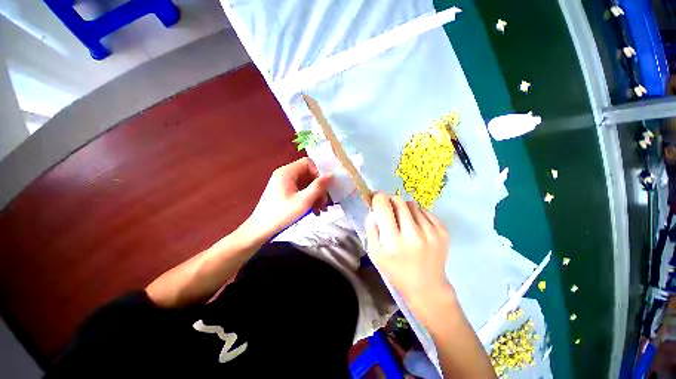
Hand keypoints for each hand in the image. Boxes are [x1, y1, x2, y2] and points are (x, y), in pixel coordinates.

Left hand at [242, 157, 332, 241]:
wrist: (261, 229)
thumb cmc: (282, 214)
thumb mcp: (303, 201)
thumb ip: (318, 187)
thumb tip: (331, 175)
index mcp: (287, 172)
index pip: (308, 163)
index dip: (319, 173)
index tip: (325, 187)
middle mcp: (285, 174)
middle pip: (308, 174)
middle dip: (318, 188)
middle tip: (325, 203)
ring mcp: (284, 183)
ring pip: (306, 184)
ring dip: (315, 195)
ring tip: (321, 210)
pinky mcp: (285, 191)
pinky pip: (301, 190)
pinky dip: (309, 199)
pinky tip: (314, 211)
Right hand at [366, 192, 452, 309]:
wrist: (427, 286)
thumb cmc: (395, 270)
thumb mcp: (375, 253)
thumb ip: (371, 229)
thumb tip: (375, 209)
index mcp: (392, 241)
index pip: (383, 205)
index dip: (378, 198)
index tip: (377, 199)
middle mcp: (413, 234)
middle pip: (398, 200)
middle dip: (391, 202)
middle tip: (390, 213)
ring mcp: (431, 232)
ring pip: (412, 204)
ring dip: (405, 209)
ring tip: (405, 223)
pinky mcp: (443, 231)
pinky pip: (425, 211)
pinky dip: (418, 215)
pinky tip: (417, 228)